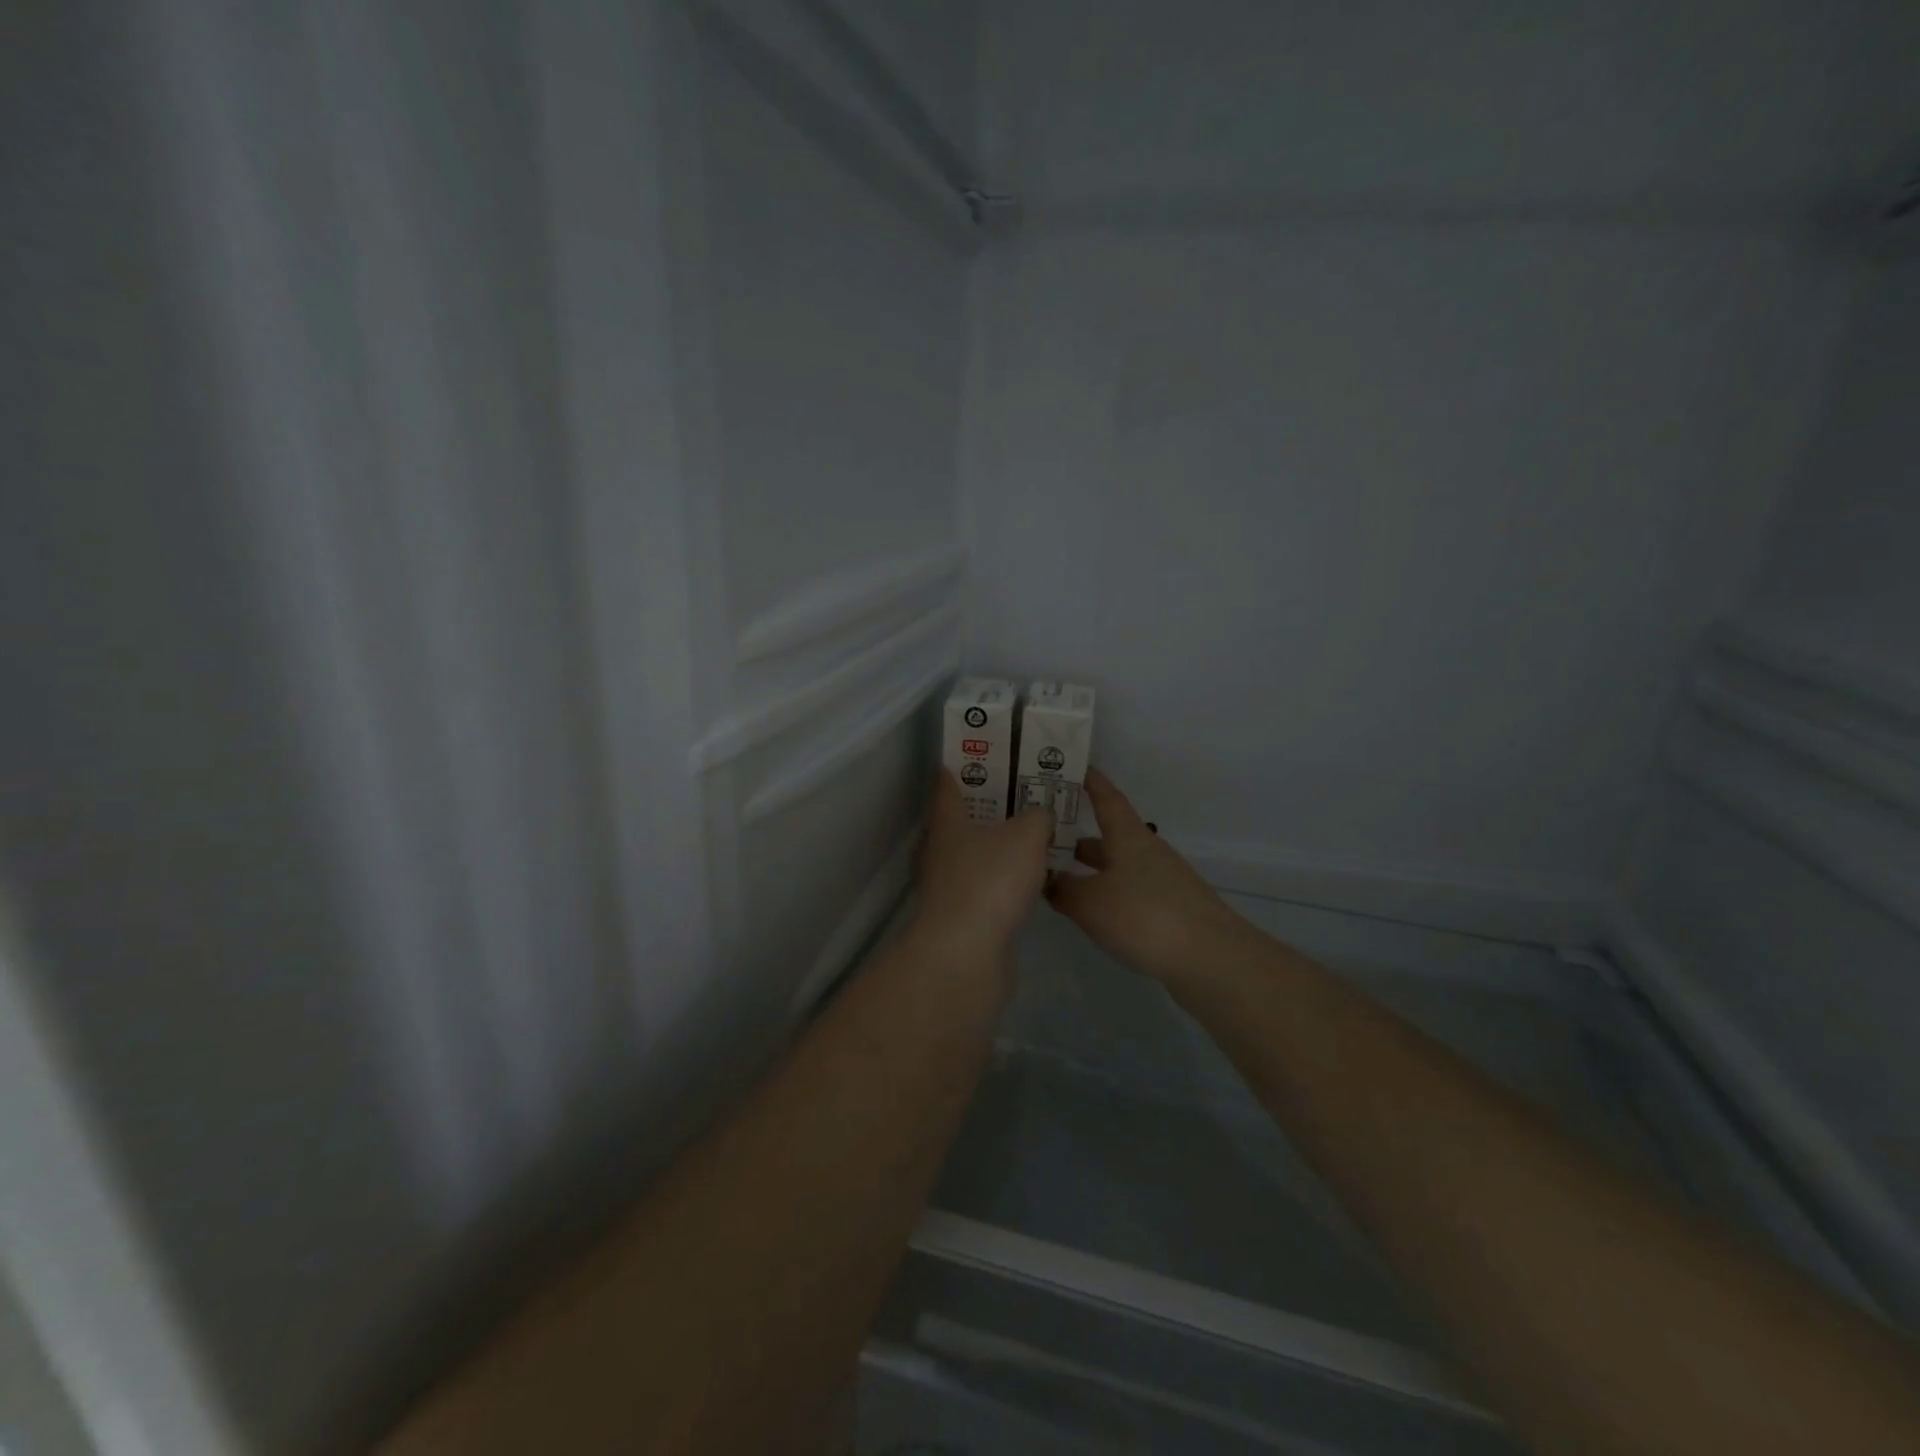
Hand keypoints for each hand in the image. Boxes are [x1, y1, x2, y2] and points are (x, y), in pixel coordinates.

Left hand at [913, 769, 1054, 966]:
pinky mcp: (963, 916)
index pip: (947, 783)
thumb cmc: (991, 881)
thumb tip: (1039, 816)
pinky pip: (987, 885)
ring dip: (999, 844)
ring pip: (976, 853)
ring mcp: (949, 885)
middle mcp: (942, 849)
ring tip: (1035, 834)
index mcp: (948, 821)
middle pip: (963, 818)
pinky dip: (1005, 878)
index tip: (984, 753)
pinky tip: (1031, 878)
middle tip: (1023, 792)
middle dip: (989, 804)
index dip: (963, 765)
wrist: (968, 954)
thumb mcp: (1026, 835)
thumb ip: (1037, 817)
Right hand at [1046, 769, 1247, 983]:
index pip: (1106, 797)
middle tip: (1043, 838)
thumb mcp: (1089, 903)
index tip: (1069, 767)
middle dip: (1077, 836)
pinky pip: (1129, 890)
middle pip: (1108, 835)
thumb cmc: (1144, 916)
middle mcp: (1146, 851)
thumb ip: (1063, 889)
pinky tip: (1091, 912)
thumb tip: (1048, 879)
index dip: (1089, 781)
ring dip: (1090, 869)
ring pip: (1117, 865)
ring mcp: (1162, 880)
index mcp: (1127, 836)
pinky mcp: (1170, 908)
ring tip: (1058, 879)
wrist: (1210, 958)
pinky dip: (1106, 893)